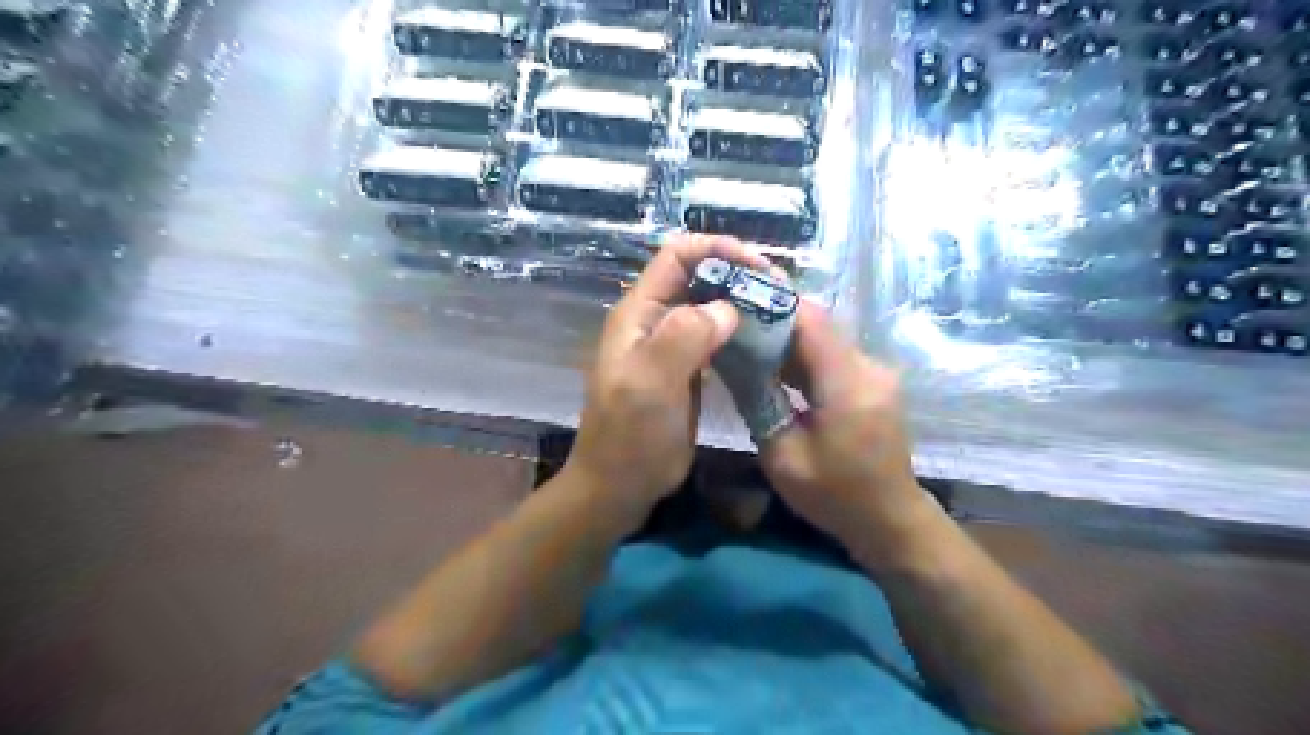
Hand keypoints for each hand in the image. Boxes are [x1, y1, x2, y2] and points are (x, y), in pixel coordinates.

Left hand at [570, 235, 770, 526]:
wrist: (620, 485)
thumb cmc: (629, 436)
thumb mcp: (650, 383)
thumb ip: (684, 337)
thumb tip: (728, 308)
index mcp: (639, 313)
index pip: (677, 256)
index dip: (717, 250)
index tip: (759, 266)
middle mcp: (655, 321)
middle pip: (698, 277)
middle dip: (737, 274)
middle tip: (780, 291)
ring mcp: (672, 346)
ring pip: (710, 306)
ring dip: (742, 301)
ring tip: (779, 311)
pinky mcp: (688, 369)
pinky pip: (717, 336)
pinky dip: (741, 331)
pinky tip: (766, 340)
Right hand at [759, 300, 930, 550]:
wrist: (890, 520)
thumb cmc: (835, 496)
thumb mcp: (782, 457)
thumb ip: (759, 404)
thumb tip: (735, 365)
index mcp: (849, 384)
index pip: (810, 321)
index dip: (772, 304)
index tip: (735, 300)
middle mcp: (869, 367)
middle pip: (817, 326)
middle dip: (773, 321)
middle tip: (732, 324)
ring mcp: (875, 373)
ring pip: (824, 339)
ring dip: (787, 340)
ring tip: (746, 343)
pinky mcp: (872, 382)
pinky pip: (832, 357)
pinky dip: (802, 357)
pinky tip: (775, 368)